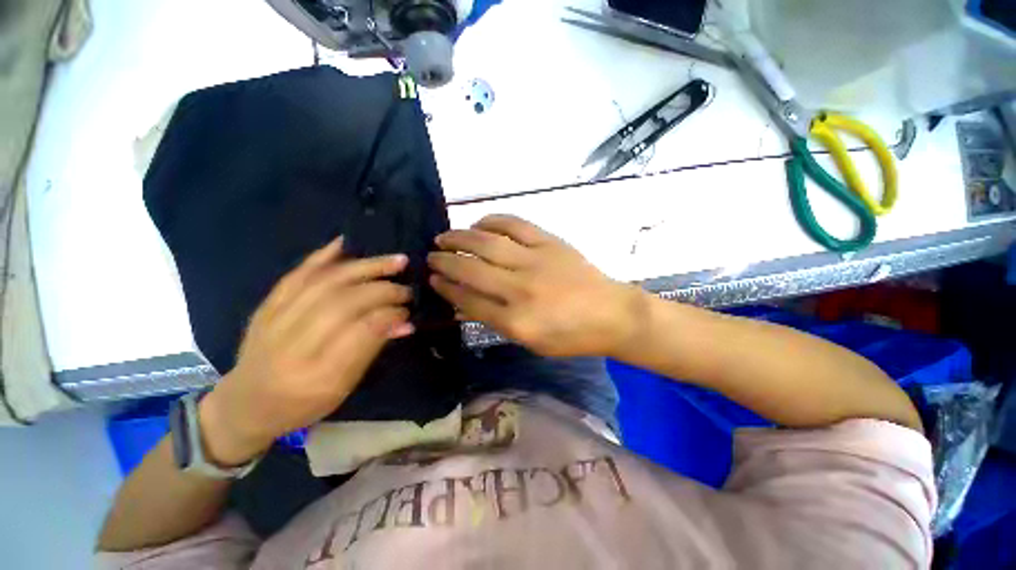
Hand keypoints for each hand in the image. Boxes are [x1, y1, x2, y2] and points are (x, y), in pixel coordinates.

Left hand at [199, 238, 413, 465]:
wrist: (245, 404)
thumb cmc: (302, 404)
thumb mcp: (344, 387)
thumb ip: (372, 350)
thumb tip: (405, 322)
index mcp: (317, 376)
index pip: (361, 332)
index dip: (389, 314)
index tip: (408, 310)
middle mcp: (292, 345)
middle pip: (344, 303)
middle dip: (383, 291)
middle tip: (406, 289)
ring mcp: (274, 321)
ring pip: (325, 283)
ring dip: (365, 268)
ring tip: (394, 261)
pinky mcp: (265, 306)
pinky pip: (296, 275)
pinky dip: (323, 256)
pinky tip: (347, 243)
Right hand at [427, 215, 644, 357]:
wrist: (611, 313)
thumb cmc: (571, 336)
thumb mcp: (530, 342)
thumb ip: (496, 321)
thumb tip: (465, 300)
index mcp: (516, 321)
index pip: (469, 300)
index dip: (446, 288)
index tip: (432, 280)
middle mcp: (520, 289)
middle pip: (471, 269)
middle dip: (444, 261)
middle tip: (431, 256)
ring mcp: (536, 261)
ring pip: (487, 242)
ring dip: (460, 237)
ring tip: (444, 236)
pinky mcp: (550, 242)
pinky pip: (514, 225)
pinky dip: (492, 220)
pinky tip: (479, 223)